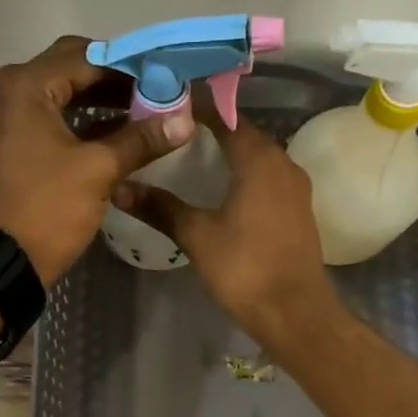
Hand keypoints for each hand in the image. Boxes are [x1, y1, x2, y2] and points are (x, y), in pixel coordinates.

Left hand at [0, 36, 191, 282]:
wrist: (2, 260)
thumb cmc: (48, 208)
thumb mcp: (99, 170)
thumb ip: (141, 139)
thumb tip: (183, 120)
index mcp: (27, 86)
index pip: (87, 56)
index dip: (130, 65)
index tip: (166, 76)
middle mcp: (11, 91)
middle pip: (72, 70)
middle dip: (115, 82)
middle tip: (157, 94)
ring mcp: (8, 118)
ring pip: (62, 96)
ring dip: (101, 103)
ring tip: (145, 115)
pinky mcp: (12, 144)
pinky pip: (52, 120)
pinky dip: (82, 123)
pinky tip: (118, 136)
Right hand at [112, 113, 341, 344]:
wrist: (294, 312)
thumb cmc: (244, 267)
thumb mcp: (196, 235)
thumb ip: (160, 207)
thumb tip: (119, 187)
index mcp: (259, 159)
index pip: (226, 118)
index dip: (198, 108)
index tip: (167, 103)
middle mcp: (283, 163)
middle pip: (245, 135)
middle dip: (212, 129)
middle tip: (173, 130)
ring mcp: (295, 189)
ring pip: (259, 158)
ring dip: (230, 153)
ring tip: (193, 157)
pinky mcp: (298, 211)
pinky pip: (267, 179)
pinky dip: (244, 175)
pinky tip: (221, 190)